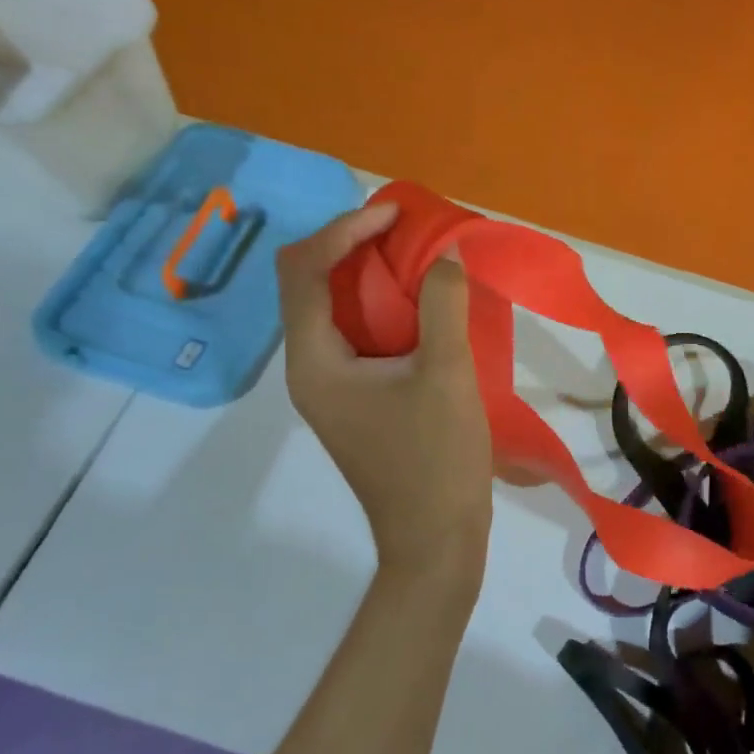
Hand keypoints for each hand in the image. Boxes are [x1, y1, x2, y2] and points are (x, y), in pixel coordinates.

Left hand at [276, 201, 492, 581]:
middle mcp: (309, 370)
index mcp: (315, 362)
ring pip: (335, 310)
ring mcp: (331, 388)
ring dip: (369, 276)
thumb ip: (443, 305)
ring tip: (416, 258)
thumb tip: (445, 256)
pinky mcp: (356, 401)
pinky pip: (358, 336)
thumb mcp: (447, 375)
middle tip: (404, 231)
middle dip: (353, 246)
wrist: (436, 539)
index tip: (396, 215)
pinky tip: (423, 307)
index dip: (345, 230)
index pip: (306, 270)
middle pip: (311, 284)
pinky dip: (384, 308)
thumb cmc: (436, 460)